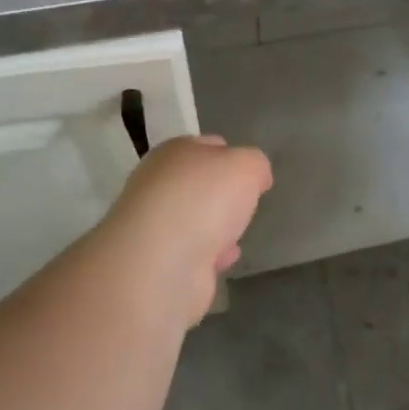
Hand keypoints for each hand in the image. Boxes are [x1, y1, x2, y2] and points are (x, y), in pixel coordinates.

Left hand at [96, 135, 272, 327]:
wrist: (162, 263)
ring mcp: (153, 225)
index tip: (251, 173)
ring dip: (214, 227)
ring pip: (193, 220)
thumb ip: (255, 165)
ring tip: (236, 235)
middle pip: (198, 184)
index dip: (231, 155)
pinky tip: (223, 260)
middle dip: (221, 194)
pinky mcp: (155, 261)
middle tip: (245, 203)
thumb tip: (255, 177)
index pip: (206, 145)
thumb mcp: (247, 166)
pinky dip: (208, 255)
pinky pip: (190, 252)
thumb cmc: (205, 200)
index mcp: (174, 152)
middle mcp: (156, 184)